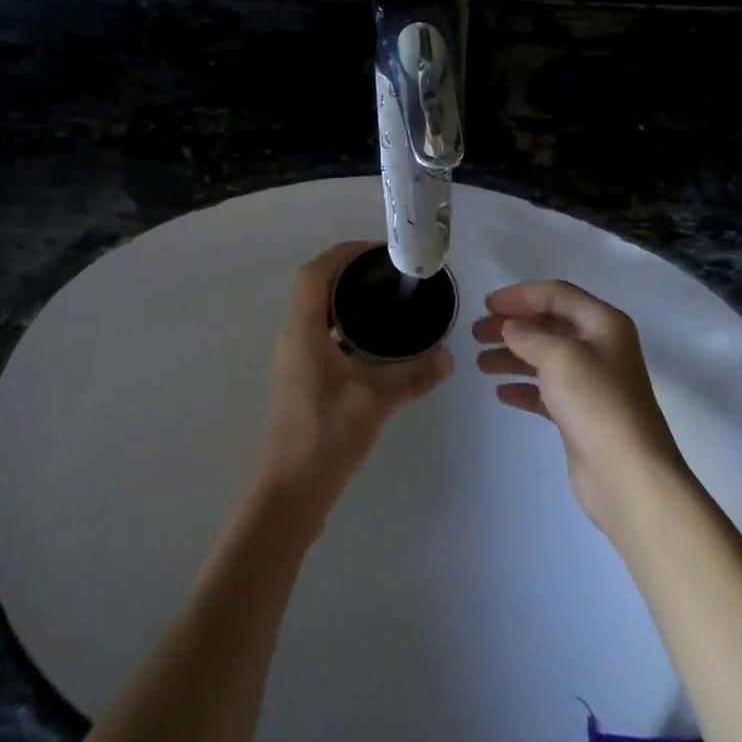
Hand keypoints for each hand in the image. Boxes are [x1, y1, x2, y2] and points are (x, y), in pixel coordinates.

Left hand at [261, 242, 452, 512]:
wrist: (293, 490)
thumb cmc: (328, 436)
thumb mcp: (376, 401)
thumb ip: (414, 375)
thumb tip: (449, 357)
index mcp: (303, 332)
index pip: (314, 273)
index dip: (342, 254)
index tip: (376, 251)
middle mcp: (293, 338)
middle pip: (315, 288)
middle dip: (348, 273)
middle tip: (388, 273)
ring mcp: (295, 359)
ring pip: (317, 313)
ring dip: (345, 300)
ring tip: (385, 299)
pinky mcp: (301, 378)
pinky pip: (321, 335)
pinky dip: (344, 326)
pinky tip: (374, 342)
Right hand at [474, 280, 687, 532]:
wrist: (628, 475)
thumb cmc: (596, 403)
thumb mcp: (559, 356)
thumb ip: (528, 335)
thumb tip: (509, 328)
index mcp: (603, 323)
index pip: (556, 294)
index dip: (520, 295)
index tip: (486, 305)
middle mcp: (600, 347)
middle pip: (549, 325)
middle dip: (511, 327)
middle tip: (476, 334)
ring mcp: (591, 383)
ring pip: (544, 358)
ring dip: (512, 357)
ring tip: (480, 364)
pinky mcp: (581, 415)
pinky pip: (546, 391)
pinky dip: (523, 388)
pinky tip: (501, 393)